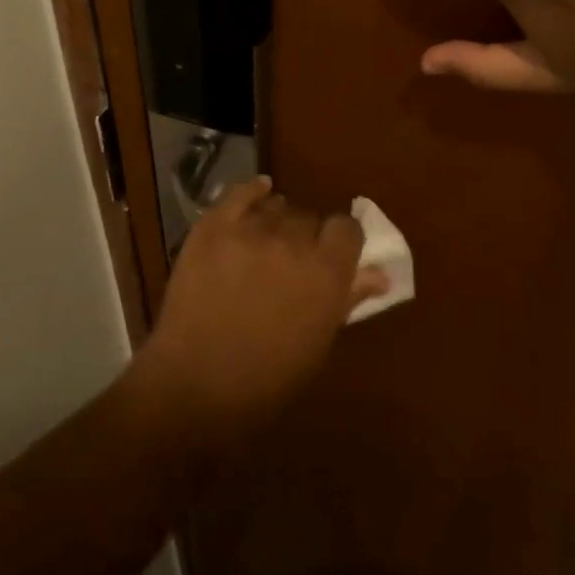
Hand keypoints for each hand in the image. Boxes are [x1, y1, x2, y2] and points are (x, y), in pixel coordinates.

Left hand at [131, 179, 383, 441]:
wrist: (195, 384)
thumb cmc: (267, 378)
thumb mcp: (318, 344)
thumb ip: (348, 299)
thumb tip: (380, 274)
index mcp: (327, 271)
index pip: (348, 228)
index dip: (342, 241)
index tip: (333, 255)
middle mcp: (293, 240)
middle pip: (310, 217)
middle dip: (307, 236)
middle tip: (292, 262)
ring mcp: (250, 229)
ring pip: (276, 207)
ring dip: (277, 221)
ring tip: (266, 244)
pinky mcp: (213, 226)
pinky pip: (239, 193)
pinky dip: (252, 191)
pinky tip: (259, 192)